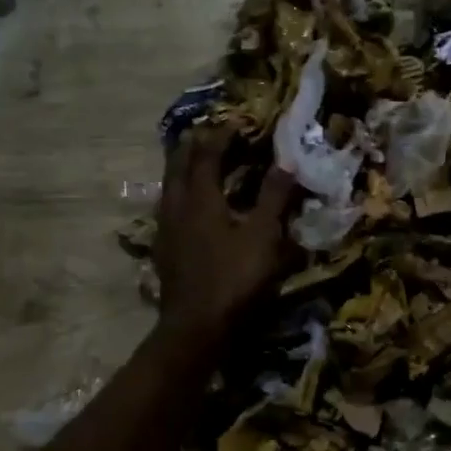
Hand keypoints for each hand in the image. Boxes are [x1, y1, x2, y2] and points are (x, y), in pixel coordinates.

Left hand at [155, 127, 298, 348]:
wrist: (196, 328)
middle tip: (208, 134)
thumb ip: (274, 197)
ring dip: (182, 168)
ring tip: (196, 162)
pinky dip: (180, 194)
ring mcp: (165, 229)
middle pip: (177, 164)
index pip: (206, 154)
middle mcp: (176, 206)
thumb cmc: (235, 278)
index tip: (236, 123)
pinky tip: (190, 207)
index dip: (220, 135)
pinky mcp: (164, 250)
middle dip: (192, 145)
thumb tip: (287, 161)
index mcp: (200, 198)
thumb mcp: (264, 236)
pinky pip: (169, 208)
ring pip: (169, 186)